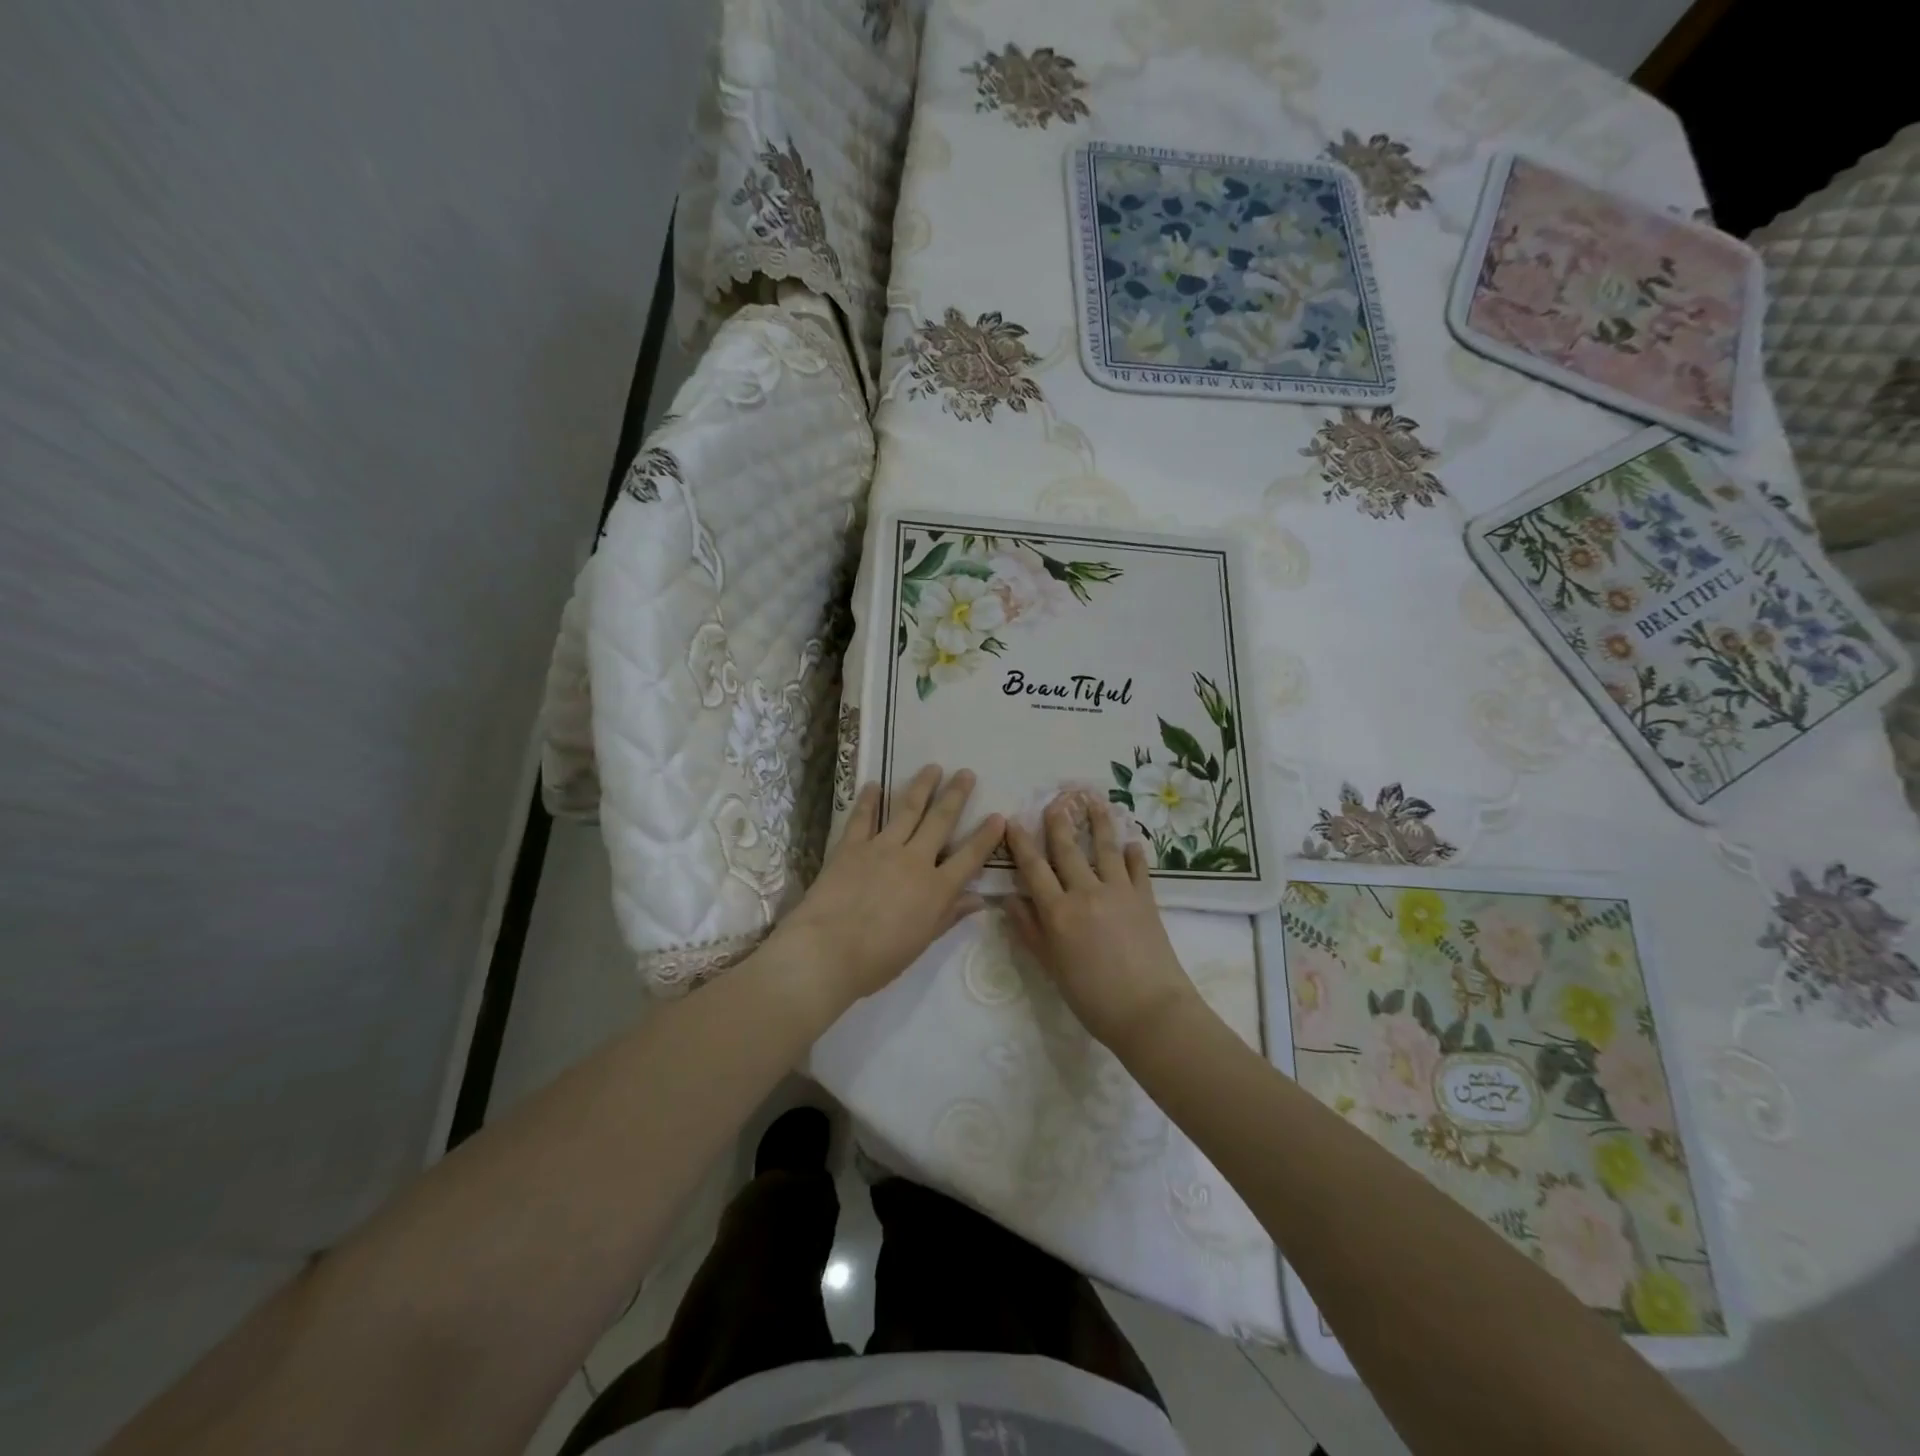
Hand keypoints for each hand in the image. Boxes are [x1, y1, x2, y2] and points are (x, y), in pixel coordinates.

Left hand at [770, 765, 1003, 1011]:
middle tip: (966, 773)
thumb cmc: (878, 959)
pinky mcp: (851, 846)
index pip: (969, 857)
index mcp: (936, 889)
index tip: (999, 816)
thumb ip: (949, 916)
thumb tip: (979, 900)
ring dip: (922, 786)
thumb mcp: (921, 942)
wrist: (826, 951)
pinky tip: (874, 784)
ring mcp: (882, 848)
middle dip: (956, 796)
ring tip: (933, 767)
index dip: (986, 837)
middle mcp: (914, 860)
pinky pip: (863, 817)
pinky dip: (868, 800)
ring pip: (907, 810)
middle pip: (940, 822)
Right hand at [1003, 792, 1202, 1054]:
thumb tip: (1010, 900)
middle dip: (1058, 823)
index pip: (1033, 868)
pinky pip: (1137, 868)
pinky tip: (1132, 842)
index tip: (1013, 821)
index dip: (1021, 843)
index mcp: (1058, 912)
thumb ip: (1030, 931)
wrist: (1150, 1011)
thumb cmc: (1092, 998)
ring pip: (1105, 848)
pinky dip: (1133, 853)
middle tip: (1055, 800)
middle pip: (1067, 850)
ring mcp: (1119, 892)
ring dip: (1099, 822)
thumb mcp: (1052, 968)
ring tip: (1094, 800)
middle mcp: (1085, 893)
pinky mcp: (1146, 898)